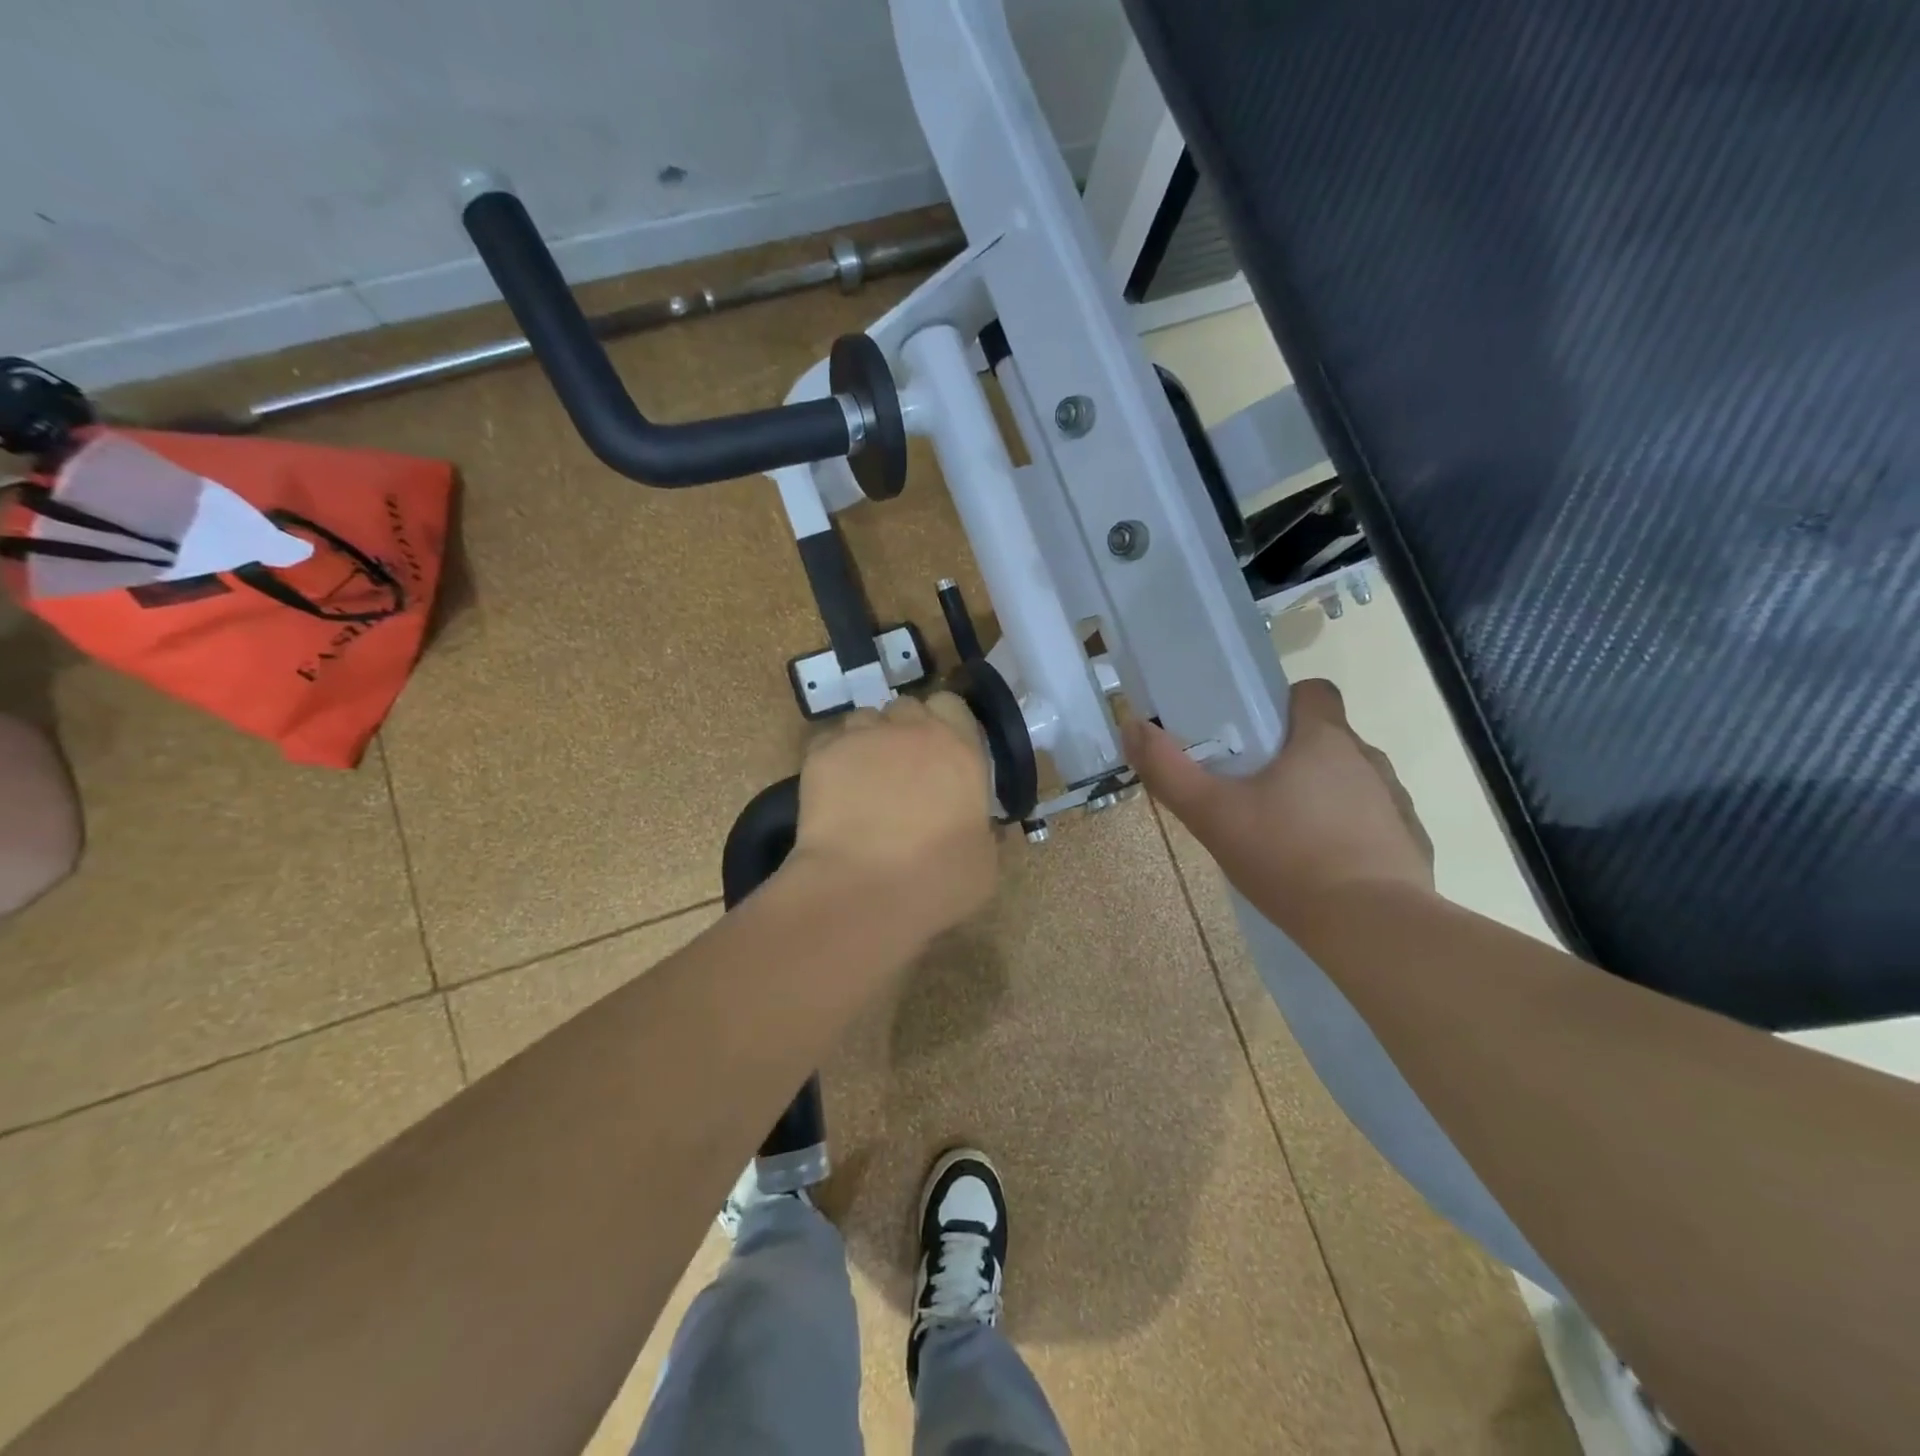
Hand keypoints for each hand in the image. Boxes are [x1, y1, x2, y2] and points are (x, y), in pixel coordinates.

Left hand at [789, 692, 998, 939]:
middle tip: (902, 767)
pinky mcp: (822, 754)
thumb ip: (980, 827)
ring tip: (863, 779)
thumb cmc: (937, 880)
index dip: (944, 722)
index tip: (941, 751)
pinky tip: (834, 791)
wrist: (863, 890)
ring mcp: (864, 738)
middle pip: (906, 707)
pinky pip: (828, 741)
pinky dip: (833, 758)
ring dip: (868, 740)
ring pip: (864, 719)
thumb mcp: (984, 860)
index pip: (951, 705)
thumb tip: (976, 825)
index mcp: (960, 749)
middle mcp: (912, 731)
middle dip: (904, 728)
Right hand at [1123, 679, 1432, 925]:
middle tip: (1254, 793)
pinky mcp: (1411, 843)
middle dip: (1293, 757)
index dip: (1284, 704)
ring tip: (1288, 835)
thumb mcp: (1211, 814)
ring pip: (1351, 781)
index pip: (1314, 691)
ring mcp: (1396, 802)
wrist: (1369, 928)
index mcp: (1324, 740)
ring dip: (1323, 795)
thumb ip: (1168, 769)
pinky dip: (1351, 835)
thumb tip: (1132, 724)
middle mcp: (1368, 759)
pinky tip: (1326, 869)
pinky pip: (1376, 824)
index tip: (1255, 734)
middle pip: (1328, 739)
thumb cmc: (1286, 857)